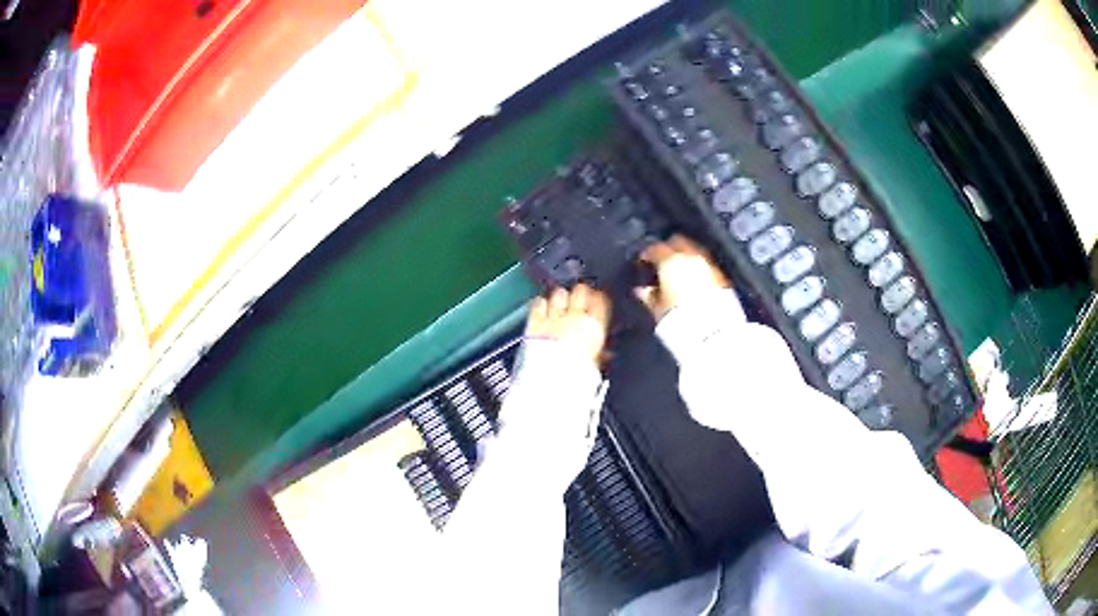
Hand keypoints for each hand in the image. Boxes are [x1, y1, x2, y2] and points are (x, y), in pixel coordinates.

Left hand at [526, 284, 610, 367]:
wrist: (551, 380)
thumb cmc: (576, 374)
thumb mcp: (595, 366)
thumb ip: (600, 355)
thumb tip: (605, 354)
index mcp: (593, 327)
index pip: (601, 301)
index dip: (599, 297)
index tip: (598, 297)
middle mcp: (574, 318)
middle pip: (580, 291)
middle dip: (581, 291)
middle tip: (580, 294)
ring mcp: (554, 318)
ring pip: (559, 294)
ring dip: (561, 295)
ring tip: (560, 299)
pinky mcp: (535, 322)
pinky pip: (538, 304)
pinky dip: (540, 302)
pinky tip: (541, 304)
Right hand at [635, 235, 728, 320]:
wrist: (712, 334)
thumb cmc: (681, 321)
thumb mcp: (658, 309)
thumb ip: (648, 296)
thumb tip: (642, 291)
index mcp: (671, 261)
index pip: (655, 249)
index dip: (647, 254)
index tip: (644, 262)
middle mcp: (691, 257)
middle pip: (678, 241)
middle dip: (669, 248)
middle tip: (661, 260)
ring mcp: (708, 265)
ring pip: (694, 251)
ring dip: (685, 257)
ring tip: (678, 269)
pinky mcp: (721, 277)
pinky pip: (706, 265)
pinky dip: (698, 268)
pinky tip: (694, 279)